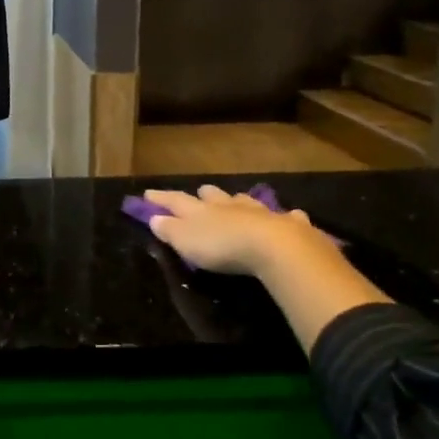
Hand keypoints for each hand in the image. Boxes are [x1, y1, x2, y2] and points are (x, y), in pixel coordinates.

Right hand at [143, 186, 387, 350]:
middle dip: (205, 195)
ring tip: (237, 201)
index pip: (175, 200)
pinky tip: (291, 216)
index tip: (148, 193)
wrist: (274, 246)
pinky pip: (286, 216)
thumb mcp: (186, 242)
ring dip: (240, 202)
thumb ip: (169, 230)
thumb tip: (154, 218)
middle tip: (200, 192)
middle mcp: (229, 206)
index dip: (161, 198)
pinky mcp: (289, 225)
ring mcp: (260, 212)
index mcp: (201, 211)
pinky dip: (285, 216)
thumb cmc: (222, 246)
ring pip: (246, 202)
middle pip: (214, 196)